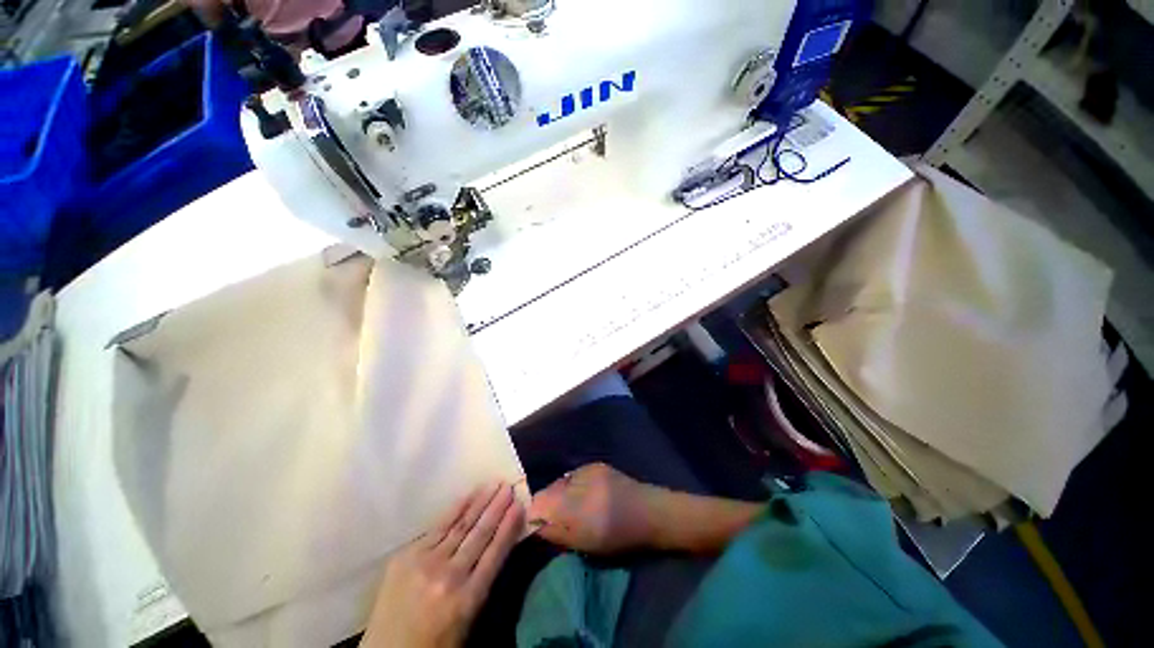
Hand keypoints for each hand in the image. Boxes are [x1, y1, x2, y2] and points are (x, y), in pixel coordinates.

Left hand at [361, 483, 525, 647]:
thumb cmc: (435, 643)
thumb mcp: (468, 621)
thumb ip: (483, 583)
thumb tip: (497, 545)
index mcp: (468, 598)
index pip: (495, 553)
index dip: (509, 527)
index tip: (520, 505)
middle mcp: (449, 576)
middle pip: (480, 534)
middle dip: (497, 508)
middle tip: (508, 486)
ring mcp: (426, 563)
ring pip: (461, 525)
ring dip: (480, 502)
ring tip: (493, 484)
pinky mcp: (407, 556)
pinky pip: (438, 527)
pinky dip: (456, 509)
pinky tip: (468, 496)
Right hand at [527, 463, 660, 553]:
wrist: (649, 512)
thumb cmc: (620, 537)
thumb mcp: (587, 545)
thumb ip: (558, 533)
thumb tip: (535, 526)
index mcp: (578, 509)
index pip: (541, 504)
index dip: (534, 512)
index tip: (534, 522)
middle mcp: (580, 484)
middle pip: (548, 490)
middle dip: (546, 503)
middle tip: (553, 516)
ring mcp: (588, 470)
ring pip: (560, 481)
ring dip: (559, 493)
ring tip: (570, 505)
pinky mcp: (596, 464)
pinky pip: (573, 475)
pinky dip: (572, 485)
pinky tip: (582, 493)